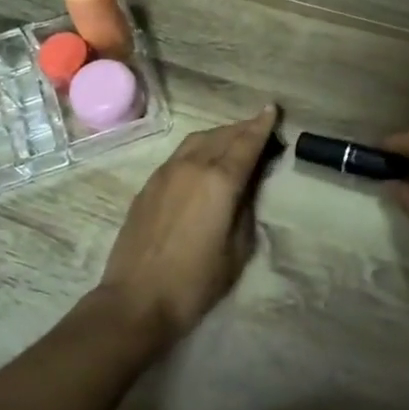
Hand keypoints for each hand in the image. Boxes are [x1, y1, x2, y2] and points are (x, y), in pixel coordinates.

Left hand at [93, 105, 278, 347]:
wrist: (136, 299)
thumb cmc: (195, 282)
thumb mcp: (237, 250)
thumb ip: (246, 210)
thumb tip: (247, 186)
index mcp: (219, 181)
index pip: (246, 143)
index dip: (261, 126)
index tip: (272, 109)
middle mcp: (191, 166)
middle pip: (222, 136)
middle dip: (243, 128)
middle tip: (259, 126)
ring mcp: (165, 173)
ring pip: (197, 140)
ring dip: (219, 135)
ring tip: (233, 139)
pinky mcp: (148, 185)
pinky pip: (180, 154)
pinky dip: (199, 148)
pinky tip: (203, 160)